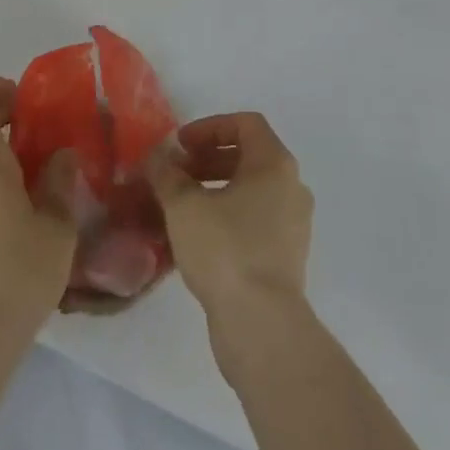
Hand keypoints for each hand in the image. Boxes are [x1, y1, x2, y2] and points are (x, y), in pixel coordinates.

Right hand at [147, 112, 313, 331]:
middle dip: (208, 159)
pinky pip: (255, 220)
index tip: (180, 145)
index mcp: (275, 163)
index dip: (210, 127)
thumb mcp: (184, 206)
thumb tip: (157, 158)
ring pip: (251, 190)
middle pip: (248, 156)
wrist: (262, 325)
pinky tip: (197, 237)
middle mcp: (291, 187)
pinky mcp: (286, 256)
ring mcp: (293, 224)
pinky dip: (228, 216)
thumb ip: (167, 174)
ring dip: (215, 188)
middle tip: (176, 174)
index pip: (246, 124)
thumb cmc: (225, 249)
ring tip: (180, 206)